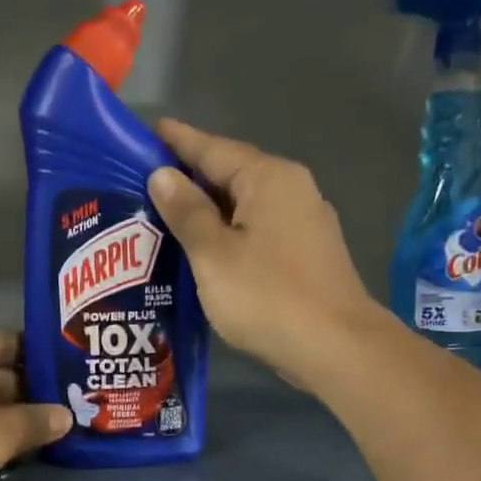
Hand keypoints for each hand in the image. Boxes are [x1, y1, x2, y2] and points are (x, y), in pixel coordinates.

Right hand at [147, 118, 381, 389]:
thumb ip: (186, 211)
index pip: (213, 148)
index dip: (178, 141)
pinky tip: (207, 248)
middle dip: (190, 176)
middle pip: (232, 174)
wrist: (336, 348)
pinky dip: (229, 232)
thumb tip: (163, 174)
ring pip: (245, 205)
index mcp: (268, 178)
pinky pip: (257, 230)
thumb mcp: (213, 253)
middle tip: (145, 180)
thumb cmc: (267, 296)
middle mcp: (292, 190)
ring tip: (168, 214)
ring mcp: (304, 223)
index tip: (148, 132)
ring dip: (209, 208)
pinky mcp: (307, 255)